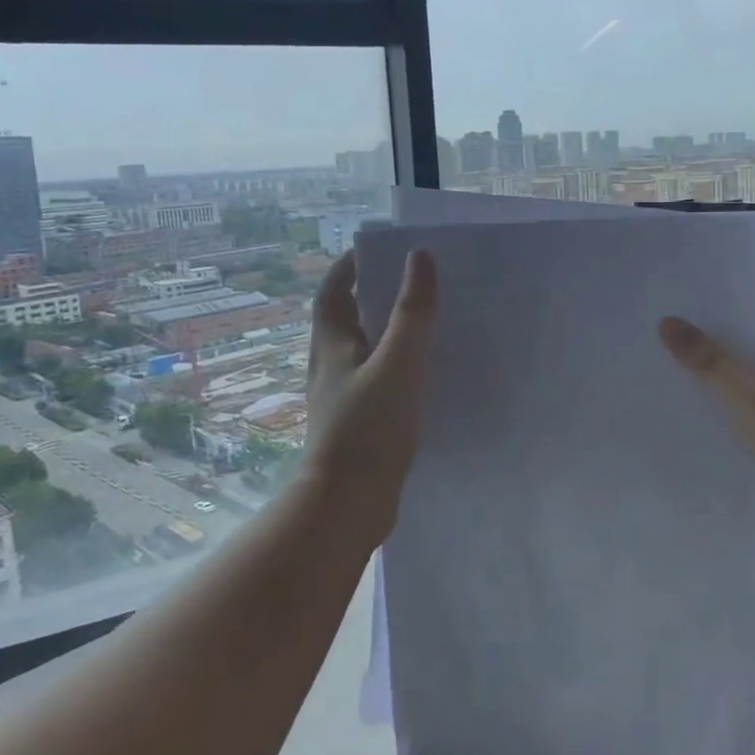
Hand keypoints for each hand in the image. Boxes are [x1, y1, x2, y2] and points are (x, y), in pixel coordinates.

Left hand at [300, 249, 438, 549]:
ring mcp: (342, 396)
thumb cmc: (368, 427)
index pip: (332, 292)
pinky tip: (423, 374)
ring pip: (362, 350)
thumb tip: (419, 257)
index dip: (348, 267)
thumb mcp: (397, 363)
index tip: (375, 249)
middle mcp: (331, 366)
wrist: (348, 505)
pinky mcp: (358, 423)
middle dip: (370, 295)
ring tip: (423, 321)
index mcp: (332, 345)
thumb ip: (412, 312)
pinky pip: (377, 379)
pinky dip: (395, 365)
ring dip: (385, 330)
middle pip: (345, 319)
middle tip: (410, 281)